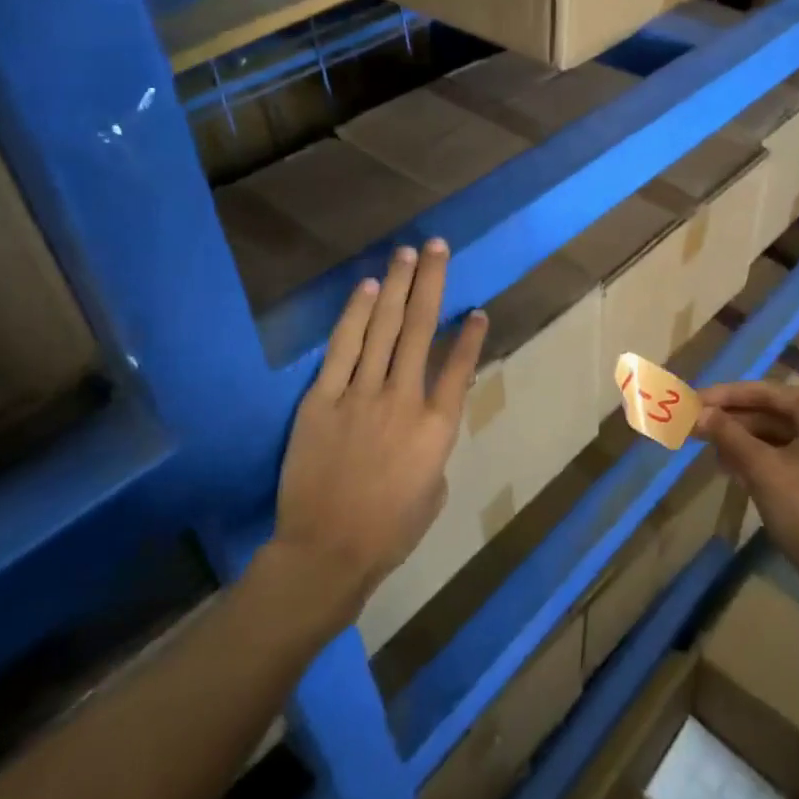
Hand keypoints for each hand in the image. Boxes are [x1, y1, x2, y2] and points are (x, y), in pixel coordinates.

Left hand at [272, 239, 487, 620]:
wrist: (326, 552)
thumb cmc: (389, 532)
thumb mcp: (433, 492)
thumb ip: (434, 449)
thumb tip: (423, 424)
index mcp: (438, 428)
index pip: (460, 368)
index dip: (470, 336)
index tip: (476, 309)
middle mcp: (404, 399)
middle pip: (420, 329)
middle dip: (431, 283)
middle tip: (437, 246)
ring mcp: (361, 395)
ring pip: (383, 328)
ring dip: (396, 286)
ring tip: (406, 253)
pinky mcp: (322, 400)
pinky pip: (342, 349)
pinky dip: (355, 316)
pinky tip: (366, 288)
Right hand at [697, 381, 798, 597]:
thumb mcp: (761, 467)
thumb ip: (727, 434)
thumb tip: (695, 412)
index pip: (765, 392)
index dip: (724, 396)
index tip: (691, 400)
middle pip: (772, 413)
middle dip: (732, 421)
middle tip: (693, 427)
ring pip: (778, 436)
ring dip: (742, 441)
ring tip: (708, 450)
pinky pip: (788, 456)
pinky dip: (760, 459)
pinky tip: (732, 469)